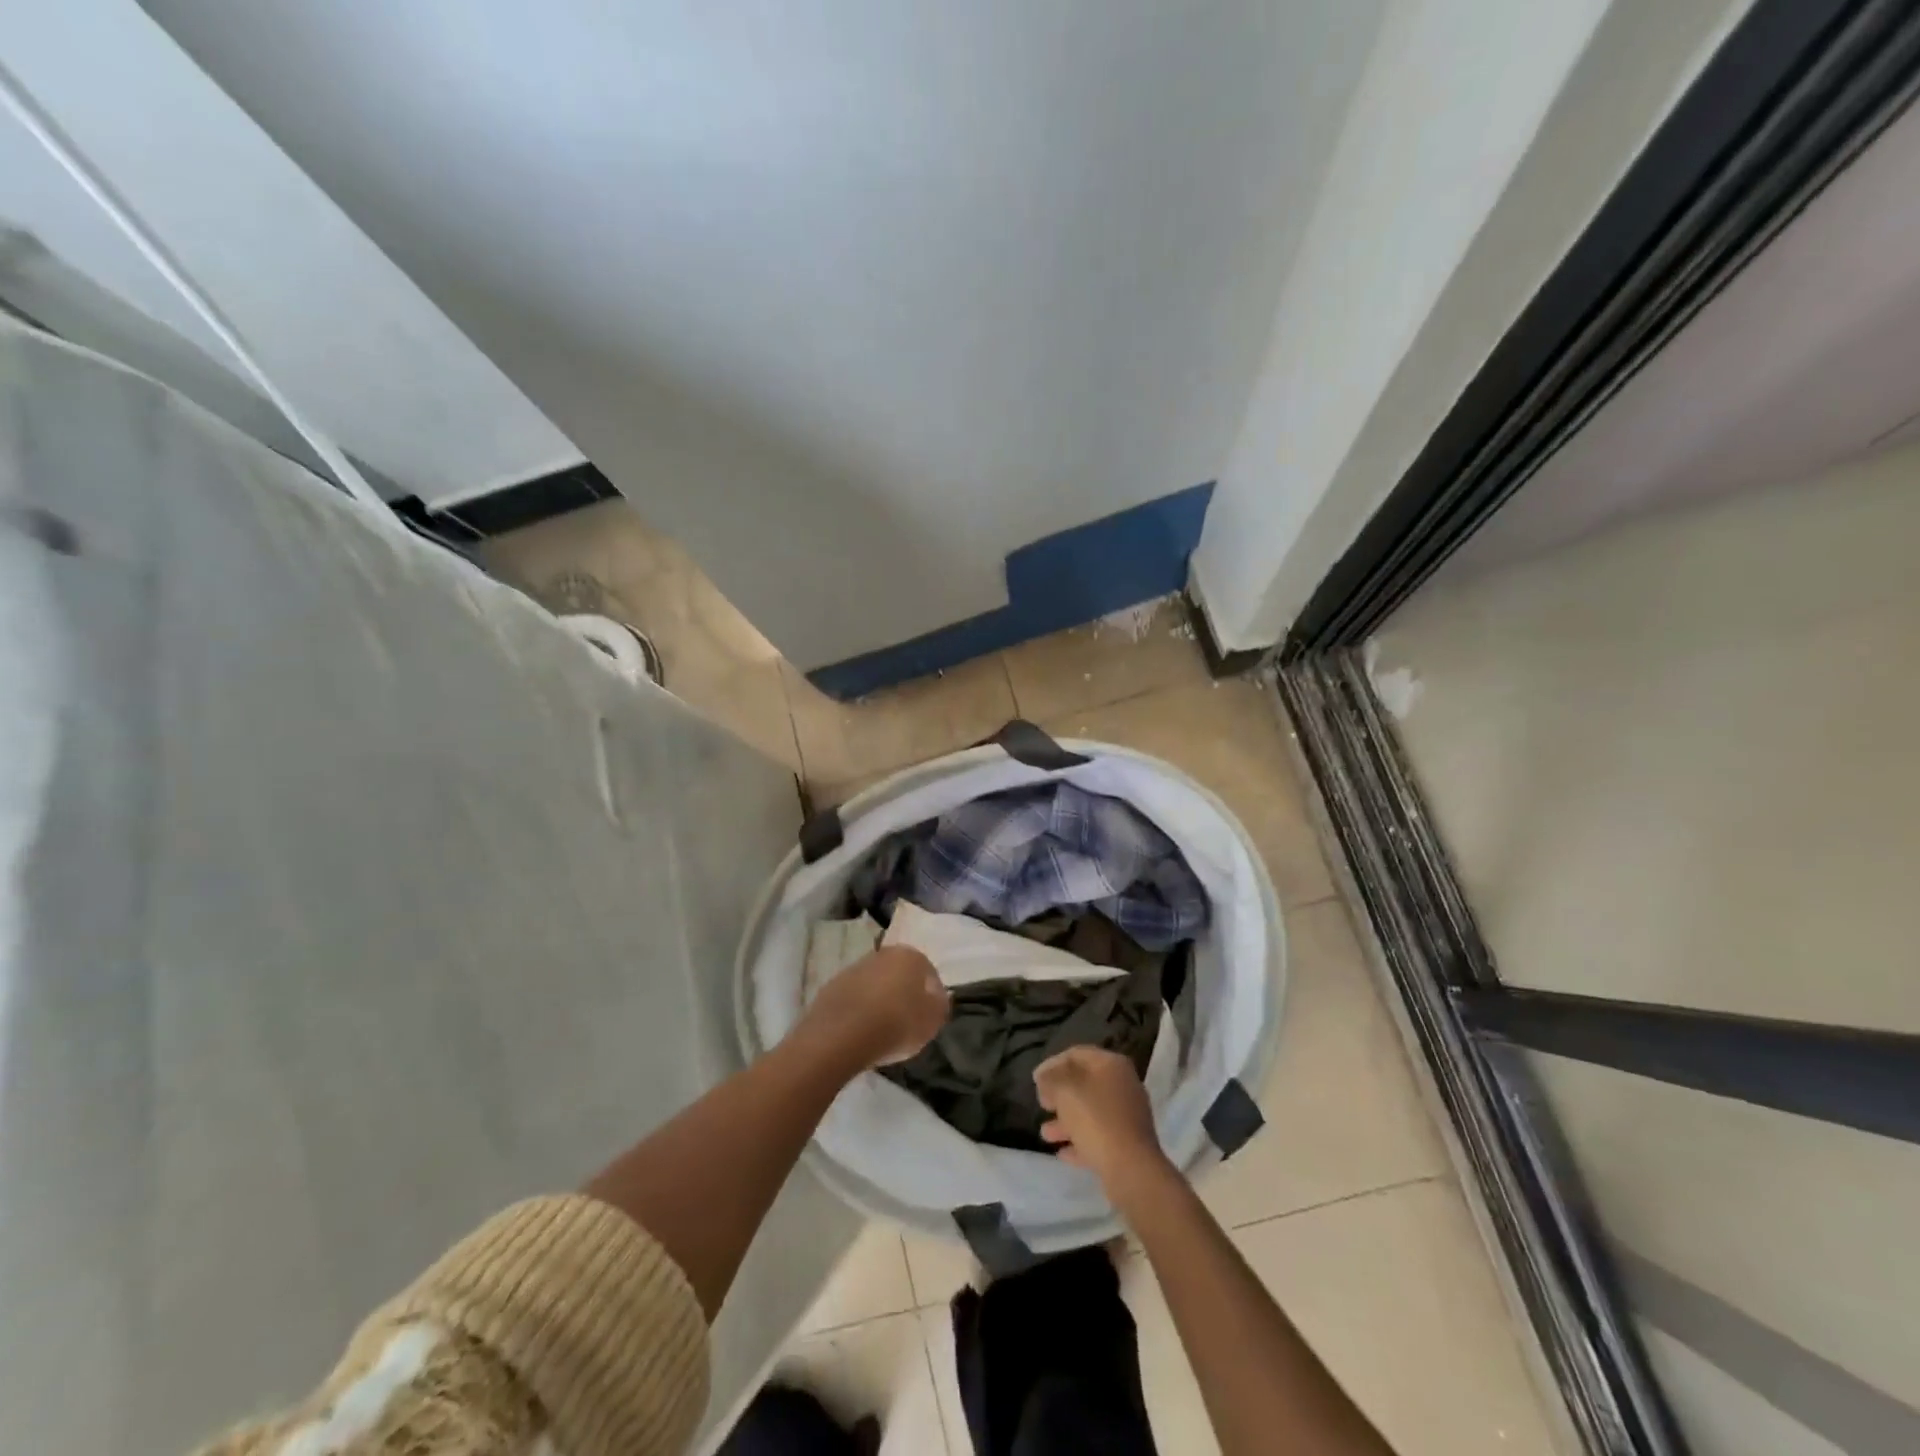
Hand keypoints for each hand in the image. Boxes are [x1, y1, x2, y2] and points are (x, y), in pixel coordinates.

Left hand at [798, 946, 949, 1069]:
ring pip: (876, 984)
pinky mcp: (831, 987)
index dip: (932, 996)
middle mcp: (882, 954)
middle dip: (905, 994)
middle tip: (908, 1023)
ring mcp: (854, 968)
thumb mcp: (932, 1021)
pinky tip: (861, 1031)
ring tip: (882, 1030)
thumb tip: (937, 996)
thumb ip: (940, 1005)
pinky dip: (860, 1010)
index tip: (930, 1018)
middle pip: (900, 974)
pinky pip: (855, 998)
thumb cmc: (896, 1024)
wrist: (840, 1036)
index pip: (929, 973)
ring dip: (881, 1001)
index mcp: (909, 955)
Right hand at [1034, 1045, 1168, 1190]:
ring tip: (1045, 1133)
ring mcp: (1128, 1116)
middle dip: (1060, 1094)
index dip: (1052, 1064)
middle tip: (1041, 1103)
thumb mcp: (1064, 1090)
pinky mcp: (1128, 1144)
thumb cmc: (1095, 1119)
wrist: (1131, 1168)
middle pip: (1085, 1083)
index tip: (1035, 1080)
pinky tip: (1062, 1153)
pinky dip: (1080, 1141)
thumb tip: (1045, 1077)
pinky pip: (1099, 1136)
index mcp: (1112, 1064)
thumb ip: (1050, 1078)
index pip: (1076, 1054)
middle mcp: (1123, 1085)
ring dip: (1066, 1120)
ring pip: (1090, 1112)